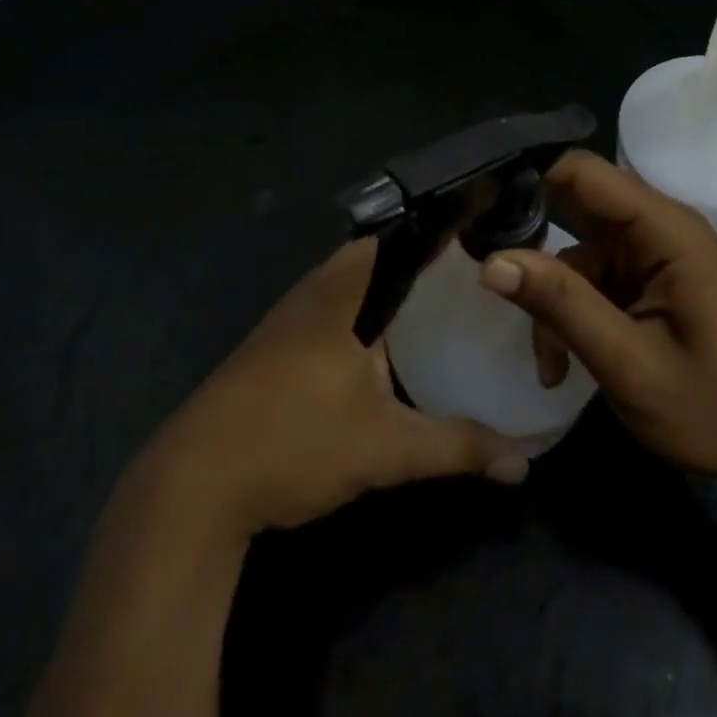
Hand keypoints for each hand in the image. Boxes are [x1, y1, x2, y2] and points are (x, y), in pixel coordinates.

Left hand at [144, 238, 529, 536]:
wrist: (193, 486)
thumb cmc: (295, 444)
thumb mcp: (385, 449)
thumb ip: (457, 447)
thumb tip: (523, 464)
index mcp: (344, 293)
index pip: (400, 237)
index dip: (440, 230)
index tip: (480, 232)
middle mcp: (315, 291)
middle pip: (376, 255)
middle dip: (420, 260)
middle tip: (469, 274)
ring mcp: (288, 317)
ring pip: (349, 282)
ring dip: (388, 286)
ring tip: (438, 301)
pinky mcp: (272, 344)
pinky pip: (331, 306)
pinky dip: (362, 310)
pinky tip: (382, 344)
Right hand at [479, 149, 716, 488]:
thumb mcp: (630, 364)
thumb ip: (562, 306)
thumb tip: (491, 262)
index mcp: (665, 229)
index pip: (582, 172)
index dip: (527, 182)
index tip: (476, 213)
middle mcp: (659, 228)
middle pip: (575, 208)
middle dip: (529, 244)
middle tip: (485, 276)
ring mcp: (655, 255)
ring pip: (577, 253)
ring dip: (553, 300)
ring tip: (549, 363)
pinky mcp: (651, 282)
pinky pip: (595, 280)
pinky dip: (573, 315)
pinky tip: (565, 365)